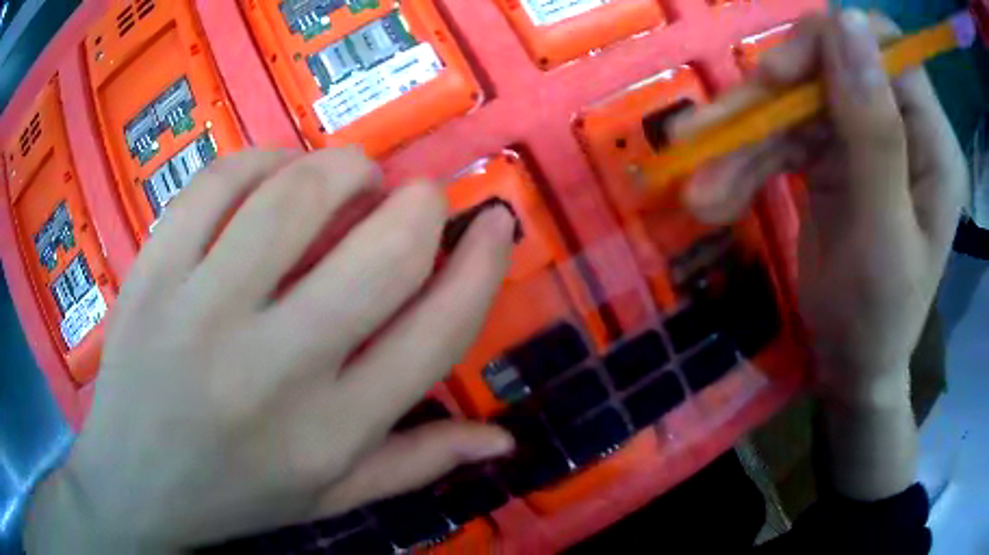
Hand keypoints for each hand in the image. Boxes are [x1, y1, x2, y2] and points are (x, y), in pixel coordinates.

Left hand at [24, 148, 516, 551]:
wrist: (134, 485)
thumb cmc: (235, 495)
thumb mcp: (333, 498)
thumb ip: (419, 464)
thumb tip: (503, 441)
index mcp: (332, 432)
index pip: (439, 330)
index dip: (483, 262)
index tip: (495, 221)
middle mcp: (274, 370)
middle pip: (383, 252)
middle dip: (419, 204)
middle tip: (415, 198)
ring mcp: (201, 312)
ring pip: (295, 197)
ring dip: (343, 168)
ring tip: (349, 178)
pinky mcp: (153, 273)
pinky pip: (218, 182)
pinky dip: (261, 161)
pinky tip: (270, 175)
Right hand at [677, 11, 965, 405]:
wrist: (851, 365)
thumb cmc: (879, 319)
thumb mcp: (883, 233)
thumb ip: (875, 129)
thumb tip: (848, 19)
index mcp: (933, 142)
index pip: (886, 50)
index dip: (832, 45)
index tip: (779, 77)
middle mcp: (902, 126)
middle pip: (829, 67)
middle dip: (771, 100)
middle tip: (711, 132)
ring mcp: (863, 137)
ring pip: (796, 104)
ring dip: (744, 142)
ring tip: (701, 191)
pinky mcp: (832, 155)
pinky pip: (783, 138)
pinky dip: (746, 164)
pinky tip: (715, 196)